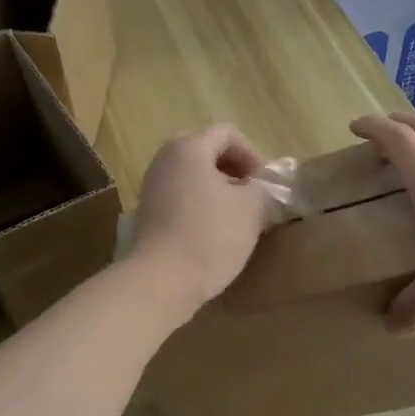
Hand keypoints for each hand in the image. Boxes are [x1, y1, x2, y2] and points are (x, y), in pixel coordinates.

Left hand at [131, 125, 279, 319]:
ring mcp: (152, 188)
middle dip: (235, 172)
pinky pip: (182, 199)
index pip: (227, 134)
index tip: (265, 184)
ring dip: (220, 192)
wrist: (161, 281)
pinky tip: (216, 234)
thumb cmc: (210, 235)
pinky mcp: (149, 215)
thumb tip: (260, 190)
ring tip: (239, 218)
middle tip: (253, 196)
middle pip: (207, 153)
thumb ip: (262, 190)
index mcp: (188, 148)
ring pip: (194, 178)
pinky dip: (202, 207)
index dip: (253, 155)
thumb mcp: (251, 208)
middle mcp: (165, 160)